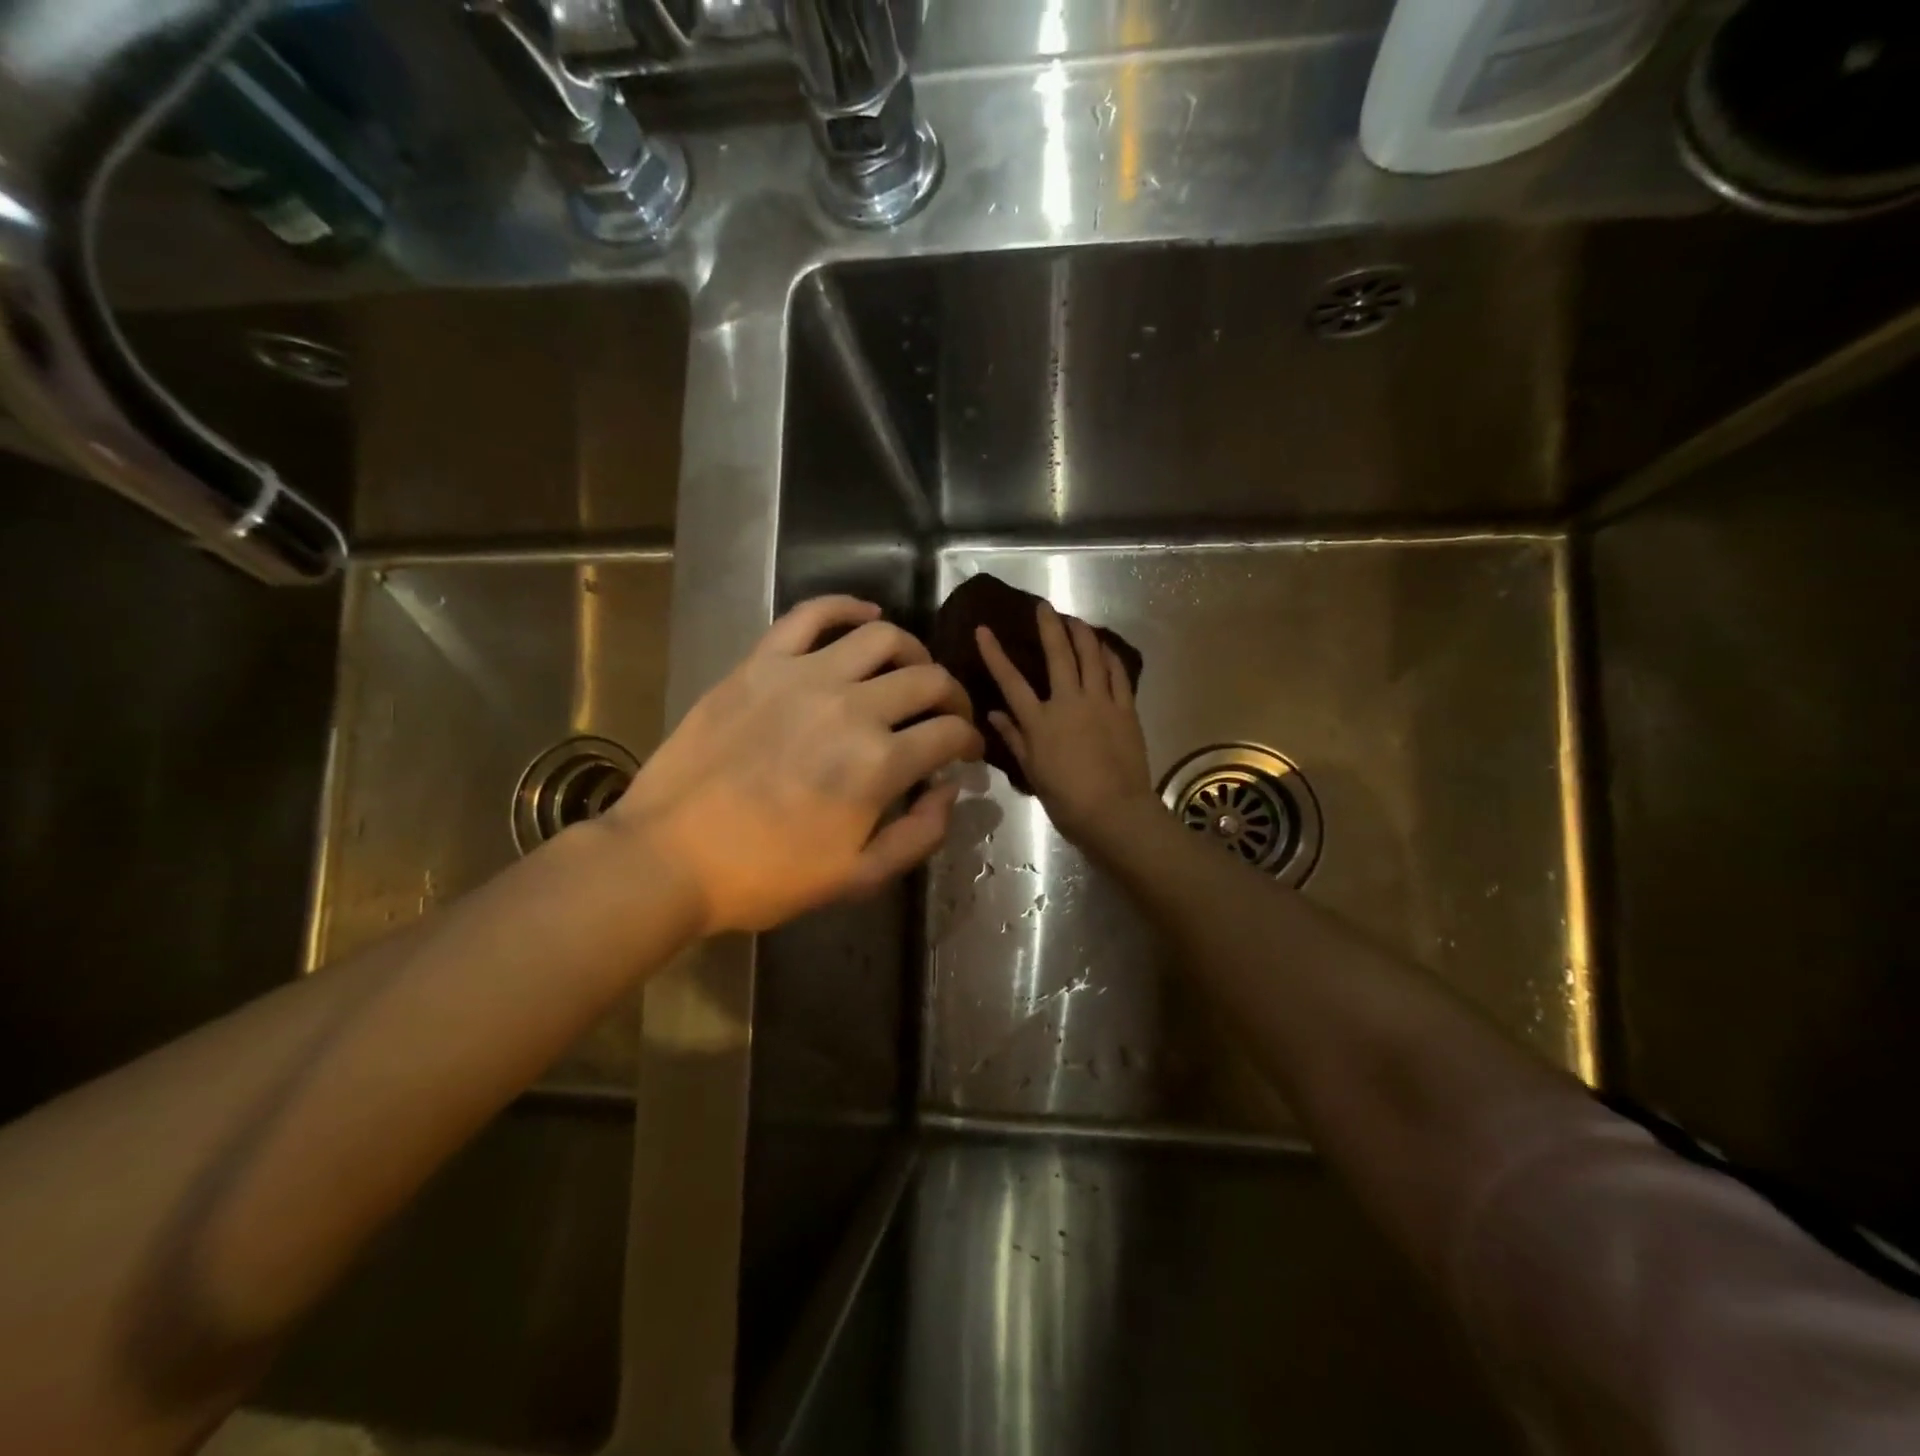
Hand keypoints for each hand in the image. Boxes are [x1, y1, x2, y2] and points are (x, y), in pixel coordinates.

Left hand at [608, 597, 983, 934]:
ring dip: (912, 652)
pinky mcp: (761, 663)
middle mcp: (851, 707)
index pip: (951, 732)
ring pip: (882, 637)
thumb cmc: (766, 875)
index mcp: (879, 764)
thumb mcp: (857, 877)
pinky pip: (811, 615)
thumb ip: (919, 835)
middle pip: (928, 680)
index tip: (967, 751)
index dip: (969, 741)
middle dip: (953, 698)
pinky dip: (846, 607)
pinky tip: (866, 616)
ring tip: (910, 671)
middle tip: (948, 715)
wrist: (669, 856)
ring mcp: (803, 677)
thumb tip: (951, 789)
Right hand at [976, 603, 1159, 850]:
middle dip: (1049, 627)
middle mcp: (1069, 703)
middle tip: (1044, 606)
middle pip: (1057, 656)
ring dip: (1082, 634)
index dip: (995, 653)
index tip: (984, 629)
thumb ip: (1015, 739)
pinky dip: (1110, 657)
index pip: (1011, 681)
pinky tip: (1105, 647)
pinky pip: (1118, 675)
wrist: (1115, 812)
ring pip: (1091, 657)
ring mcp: (1100, 702)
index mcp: (1040, 722)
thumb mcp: (1033, 773)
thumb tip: (994, 715)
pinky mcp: (1126, 709)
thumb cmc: (1067, 800)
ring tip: (1075, 620)